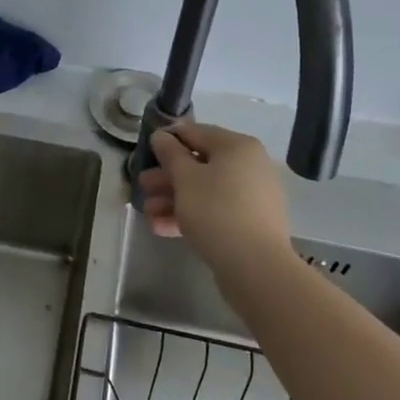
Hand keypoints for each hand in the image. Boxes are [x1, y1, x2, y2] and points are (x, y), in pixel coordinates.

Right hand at [139, 119, 293, 276]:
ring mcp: (252, 196)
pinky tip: (162, 228)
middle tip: (143, 186)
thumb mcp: (185, 178)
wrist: (256, 267)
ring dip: (174, 198)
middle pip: (199, 164)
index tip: (146, 151)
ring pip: (205, 189)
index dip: (167, 139)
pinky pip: (216, 210)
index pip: (195, 132)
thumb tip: (162, 136)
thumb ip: (170, 153)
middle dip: (167, 176)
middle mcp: (249, 165)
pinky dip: (191, 215)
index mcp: (237, 146)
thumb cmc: (216, 210)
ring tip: (148, 212)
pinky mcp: (250, 223)